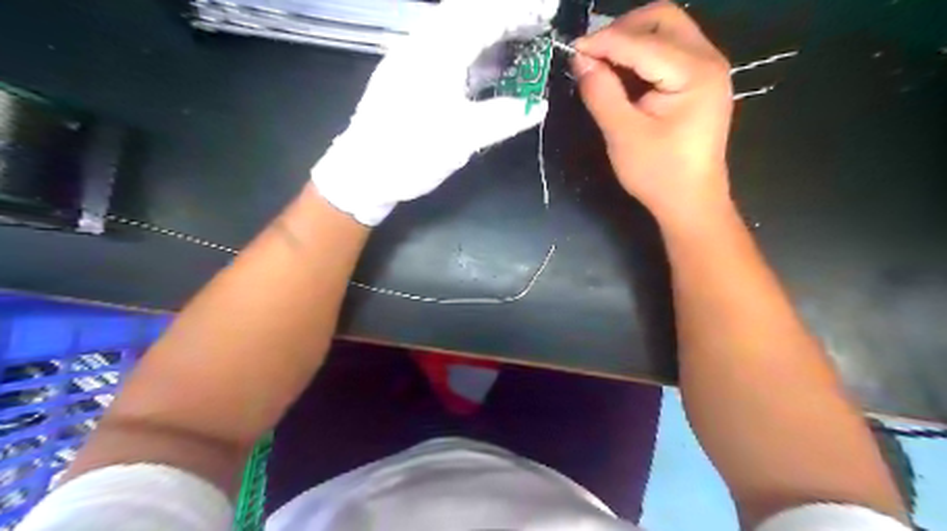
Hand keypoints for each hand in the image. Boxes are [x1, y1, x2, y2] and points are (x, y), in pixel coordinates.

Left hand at [311, 1, 560, 224]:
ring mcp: (411, 59)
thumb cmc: (411, 153)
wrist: (362, 173)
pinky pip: (446, 52)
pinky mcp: (408, 77)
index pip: (483, 14)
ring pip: (455, 31)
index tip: (548, 11)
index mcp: (436, 52)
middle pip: (467, 14)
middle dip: (505, 15)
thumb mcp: (463, 138)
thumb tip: (538, 106)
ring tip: (520, 44)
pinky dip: (472, 53)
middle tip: (536, 25)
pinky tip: (488, 70)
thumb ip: (504, 118)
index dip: (519, 9)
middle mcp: (421, 45)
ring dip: (489, 33)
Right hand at [570, 0, 730, 230]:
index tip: (571, 51)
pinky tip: (622, 74)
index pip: (642, 42)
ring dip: (631, 40)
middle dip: (622, 30)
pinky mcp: (700, 81)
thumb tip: (580, 60)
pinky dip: (642, 54)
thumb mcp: (623, 135)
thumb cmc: (658, 174)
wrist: (690, 202)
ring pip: (667, 31)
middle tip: (592, 54)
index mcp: (695, 73)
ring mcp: (707, 69)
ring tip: (602, 63)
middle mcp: (708, 60)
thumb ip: (601, 93)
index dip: (603, 42)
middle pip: (663, 19)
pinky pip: (669, 51)